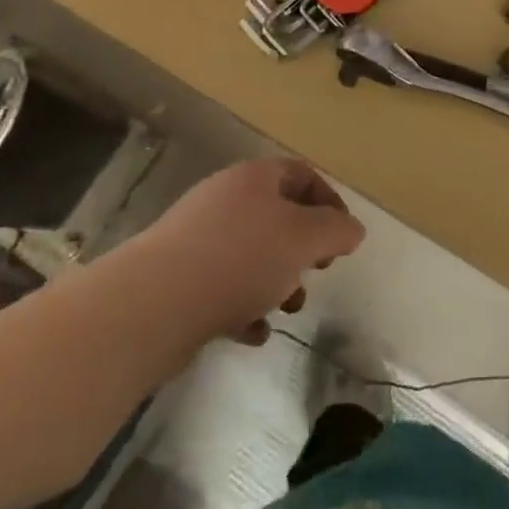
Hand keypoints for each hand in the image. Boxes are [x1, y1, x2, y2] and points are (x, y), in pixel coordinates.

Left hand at [139, 158, 365, 344]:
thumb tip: (352, 229)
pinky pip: (223, 286)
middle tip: (315, 272)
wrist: (155, 303)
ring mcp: (197, 237)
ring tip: (284, 309)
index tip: (342, 240)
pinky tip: (252, 333)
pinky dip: (244, 307)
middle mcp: (225, 199)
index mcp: (254, 179)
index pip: (302, 175)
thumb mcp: (304, 239)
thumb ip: (336, 230)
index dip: (329, 203)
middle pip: (277, 215)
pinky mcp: (178, 276)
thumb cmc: (240, 258)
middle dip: (303, 248)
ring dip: (276, 281)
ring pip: (251, 253)